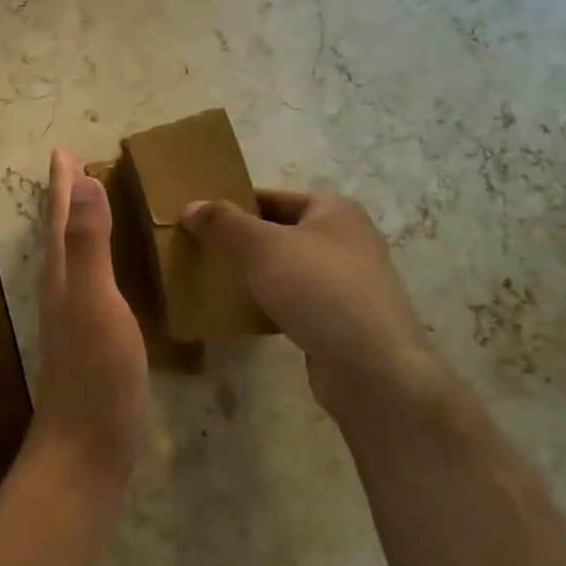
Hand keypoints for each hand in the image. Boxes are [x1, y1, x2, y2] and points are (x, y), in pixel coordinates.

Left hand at [30, 149, 149, 482]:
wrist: (85, 450)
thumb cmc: (96, 375)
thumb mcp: (95, 301)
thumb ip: (88, 243)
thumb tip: (82, 181)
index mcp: (63, 275)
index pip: (60, 216)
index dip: (63, 182)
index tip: (64, 150)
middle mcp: (62, 290)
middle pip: (61, 231)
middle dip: (68, 197)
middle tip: (79, 168)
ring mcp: (74, 317)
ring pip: (74, 256)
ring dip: (80, 225)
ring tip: (94, 204)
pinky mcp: (90, 340)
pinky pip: (92, 281)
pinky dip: (99, 259)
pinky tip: (113, 271)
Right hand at [180, 190, 436, 419]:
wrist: (374, 369)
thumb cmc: (318, 290)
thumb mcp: (261, 247)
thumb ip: (223, 223)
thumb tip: (191, 206)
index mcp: (334, 209)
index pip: (271, 196)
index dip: (234, 204)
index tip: (199, 220)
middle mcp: (347, 238)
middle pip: (280, 231)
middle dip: (242, 241)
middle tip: (202, 249)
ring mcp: (350, 281)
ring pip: (288, 267)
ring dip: (257, 274)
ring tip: (217, 281)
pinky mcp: (345, 318)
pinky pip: (298, 300)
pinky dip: (273, 303)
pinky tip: (246, 314)